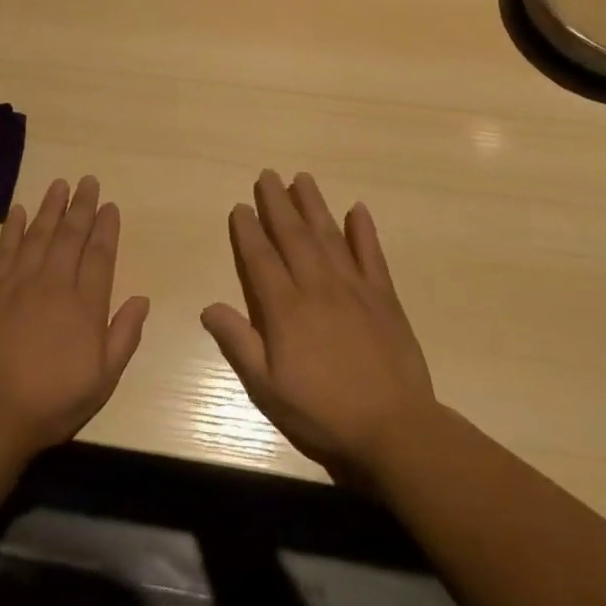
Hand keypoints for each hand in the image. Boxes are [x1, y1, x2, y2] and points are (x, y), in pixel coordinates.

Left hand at [0, 176, 150, 462]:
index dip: (105, 228)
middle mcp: (54, 285)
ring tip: (60, 184)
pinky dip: (12, 227)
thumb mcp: (102, 379)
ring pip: (38, 235)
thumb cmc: (52, 401)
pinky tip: (18, 210)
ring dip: (50, 208)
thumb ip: (124, 336)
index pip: (99, 256)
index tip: (109, 205)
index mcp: (84, 306)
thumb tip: (142, 298)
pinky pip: (3, 250)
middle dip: (81, 206)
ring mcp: (18, 284)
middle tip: (88, 181)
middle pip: (70, 237)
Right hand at [201, 171, 439, 481]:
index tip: (240, 206)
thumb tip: (209, 306)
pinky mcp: (384, 298)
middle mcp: (317, 287)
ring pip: (329, 236)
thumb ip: (238, 343)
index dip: (248, 230)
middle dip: (278, 203)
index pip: (261, 258)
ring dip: (314, 205)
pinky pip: (372, 255)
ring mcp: (354, 289)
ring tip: (302, 178)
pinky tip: (358, 209)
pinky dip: (364, 231)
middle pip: (293, 236)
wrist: (396, 430)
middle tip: (267, 174)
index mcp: (286, 309)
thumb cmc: (323, 413)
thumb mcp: (267, 388)